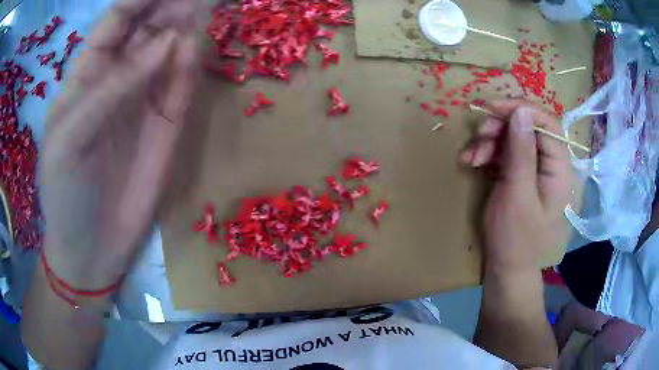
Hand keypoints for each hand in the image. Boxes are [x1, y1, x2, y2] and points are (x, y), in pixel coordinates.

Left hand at [41, 0, 200, 289]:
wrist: (92, 248)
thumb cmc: (66, 194)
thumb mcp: (70, 139)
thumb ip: (111, 89)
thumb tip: (165, 43)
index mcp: (88, 74)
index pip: (118, 20)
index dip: (141, 0)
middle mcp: (118, 78)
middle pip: (148, 28)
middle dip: (172, 6)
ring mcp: (144, 100)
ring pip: (169, 51)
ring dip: (187, 28)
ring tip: (206, 8)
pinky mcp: (166, 126)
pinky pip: (181, 86)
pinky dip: (188, 68)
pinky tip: (193, 54)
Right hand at [460, 100, 572, 272]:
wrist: (506, 266)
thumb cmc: (515, 238)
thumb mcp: (518, 195)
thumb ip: (522, 153)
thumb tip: (521, 111)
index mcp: (559, 168)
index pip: (546, 122)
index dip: (520, 109)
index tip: (491, 108)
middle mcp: (550, 163)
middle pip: (527, 126)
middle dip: (500, 127)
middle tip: (479, 137)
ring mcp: (534, 168)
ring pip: (512, 136)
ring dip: (489, 141)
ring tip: (471, 157)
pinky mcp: (520, 173)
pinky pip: (504, 151)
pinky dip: (487, 152)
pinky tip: (472, 162)